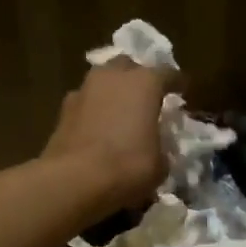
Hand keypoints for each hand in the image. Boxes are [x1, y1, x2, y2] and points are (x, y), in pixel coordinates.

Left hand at [42, 59, 169, 208]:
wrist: (75, 180)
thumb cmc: (128, 167)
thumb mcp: (160, 164)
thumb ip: (162, 147)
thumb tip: (157, 147)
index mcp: (144, 83)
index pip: (167, 74)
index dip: (176, 83)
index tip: (182, 91)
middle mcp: (113, 76)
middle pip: (129, 67)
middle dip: (138, 79)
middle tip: (146, 98)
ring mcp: (84, 90)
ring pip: (103, 82)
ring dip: (113, 93)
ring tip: (121, 113)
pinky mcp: (63, 110)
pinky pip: (86, 102)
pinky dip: (95, 111)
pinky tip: (99, 129)